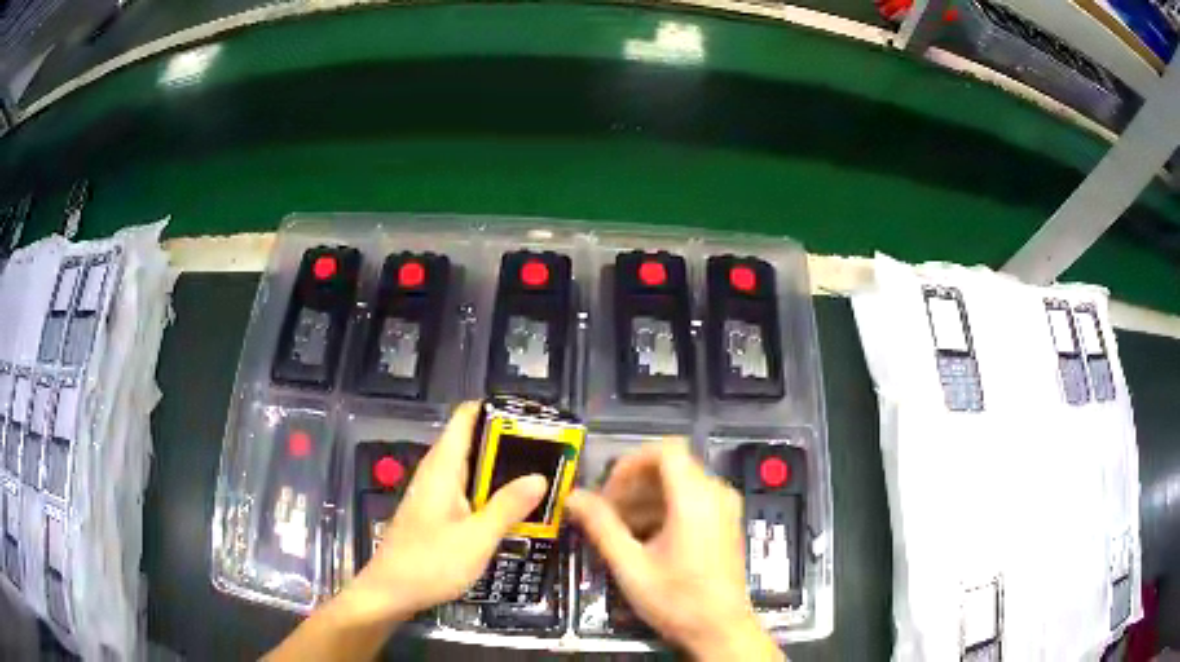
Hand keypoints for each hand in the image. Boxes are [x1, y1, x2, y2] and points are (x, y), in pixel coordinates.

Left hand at [340, 402, 547, 622]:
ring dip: (504, 472)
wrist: (390, 592)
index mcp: (443, 466)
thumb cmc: (430, 563)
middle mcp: (438, 472)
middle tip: (551, 455)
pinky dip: (491, 493)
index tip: (534, 420)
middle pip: (474, 440)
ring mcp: (435, 492)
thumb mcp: (477, 538)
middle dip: (511, 444)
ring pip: (473, 468)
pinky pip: (468, 490)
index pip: (467, 416)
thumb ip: (508, 506)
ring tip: (543, 479)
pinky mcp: (436, 512)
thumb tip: (539, 477)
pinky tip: (514, 510)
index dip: (498, 410)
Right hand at [566, 440, 782, 660]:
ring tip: (620, 529)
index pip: (665, 449)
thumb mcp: (631, 565)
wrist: (721, 629)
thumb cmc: (677, 599)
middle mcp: (716, 493)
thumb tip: (574, 497)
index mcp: (696, 498)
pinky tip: (644, 538)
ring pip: (680, 483)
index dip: (631, 463)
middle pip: (670, 466)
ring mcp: (725, 507)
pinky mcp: (726, 522)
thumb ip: (601, 526)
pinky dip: (665, 509)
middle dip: (634, 484)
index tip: (608, 491)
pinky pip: (692, 499)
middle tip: (606, 513)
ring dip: (646, 498)